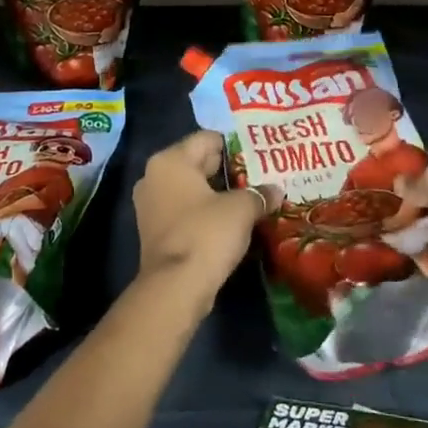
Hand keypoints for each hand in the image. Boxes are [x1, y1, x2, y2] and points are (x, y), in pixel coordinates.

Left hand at [132, 131, 263, 307]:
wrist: (175, 289)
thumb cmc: (206, 234)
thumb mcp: (241, 208)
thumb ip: (259, 194)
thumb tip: (276, 191)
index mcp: (170, 161)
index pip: (207, 139)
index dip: (235, 146)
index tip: (260, 156)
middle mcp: (154, 177)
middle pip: (198, 162)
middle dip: (228, 170)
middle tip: (260, 176)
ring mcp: (151, 205)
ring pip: (192, 189)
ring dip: (218, 194)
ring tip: (250, 198)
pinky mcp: (155, 231)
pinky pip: (186, 210)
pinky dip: (206, 212)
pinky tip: (232, 221)